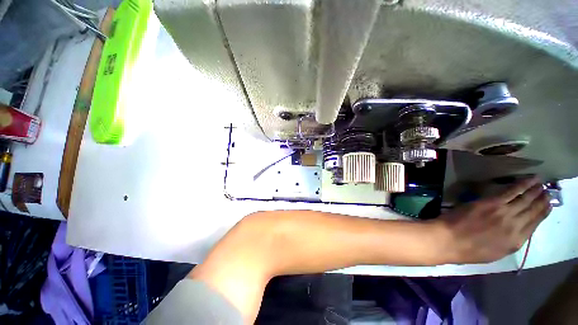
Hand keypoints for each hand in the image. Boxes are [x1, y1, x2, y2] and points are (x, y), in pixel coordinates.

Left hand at [436, 176, 551, 263]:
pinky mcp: (492, 203)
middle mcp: (516, 226)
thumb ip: (510, 241)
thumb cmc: (469, 250)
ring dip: (535, 190)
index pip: (534, 224)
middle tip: (549, 191)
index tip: (549, 205)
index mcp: (516, 241)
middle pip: (532, 211)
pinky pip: (511, 191)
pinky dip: (522, 185)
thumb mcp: (496, 252)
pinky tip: (530, 180)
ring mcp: (505, 213)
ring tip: (542, 184)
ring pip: (525, 200)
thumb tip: (518, 230)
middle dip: (542, 200)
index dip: (543, 213)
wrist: (450, 240)